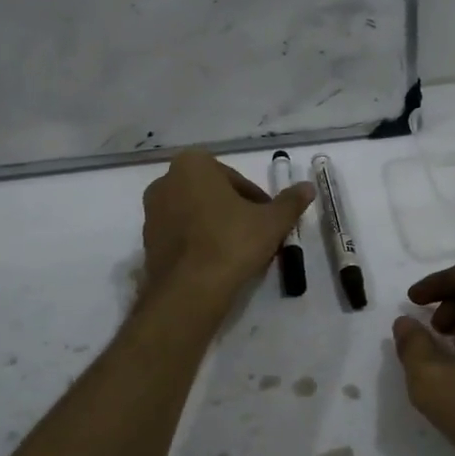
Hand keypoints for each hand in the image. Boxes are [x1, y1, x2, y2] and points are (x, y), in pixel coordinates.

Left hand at [141, 152, 315, 306]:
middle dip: (234, 211)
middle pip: (213, 194)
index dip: (256, 201)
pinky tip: (216, 264)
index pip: (235, 179)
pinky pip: (181, 235)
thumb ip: (290, 202)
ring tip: (238, 253)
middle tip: (256, 236)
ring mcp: (151, 213)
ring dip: (216, 226)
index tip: (268, 221)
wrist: (189, 290)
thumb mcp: (272, 222)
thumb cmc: (232, 242)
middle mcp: (165, 181)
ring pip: (195, 214)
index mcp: (192, 165)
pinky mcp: (146, 242)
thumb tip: (308, 187)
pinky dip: (198, 243)